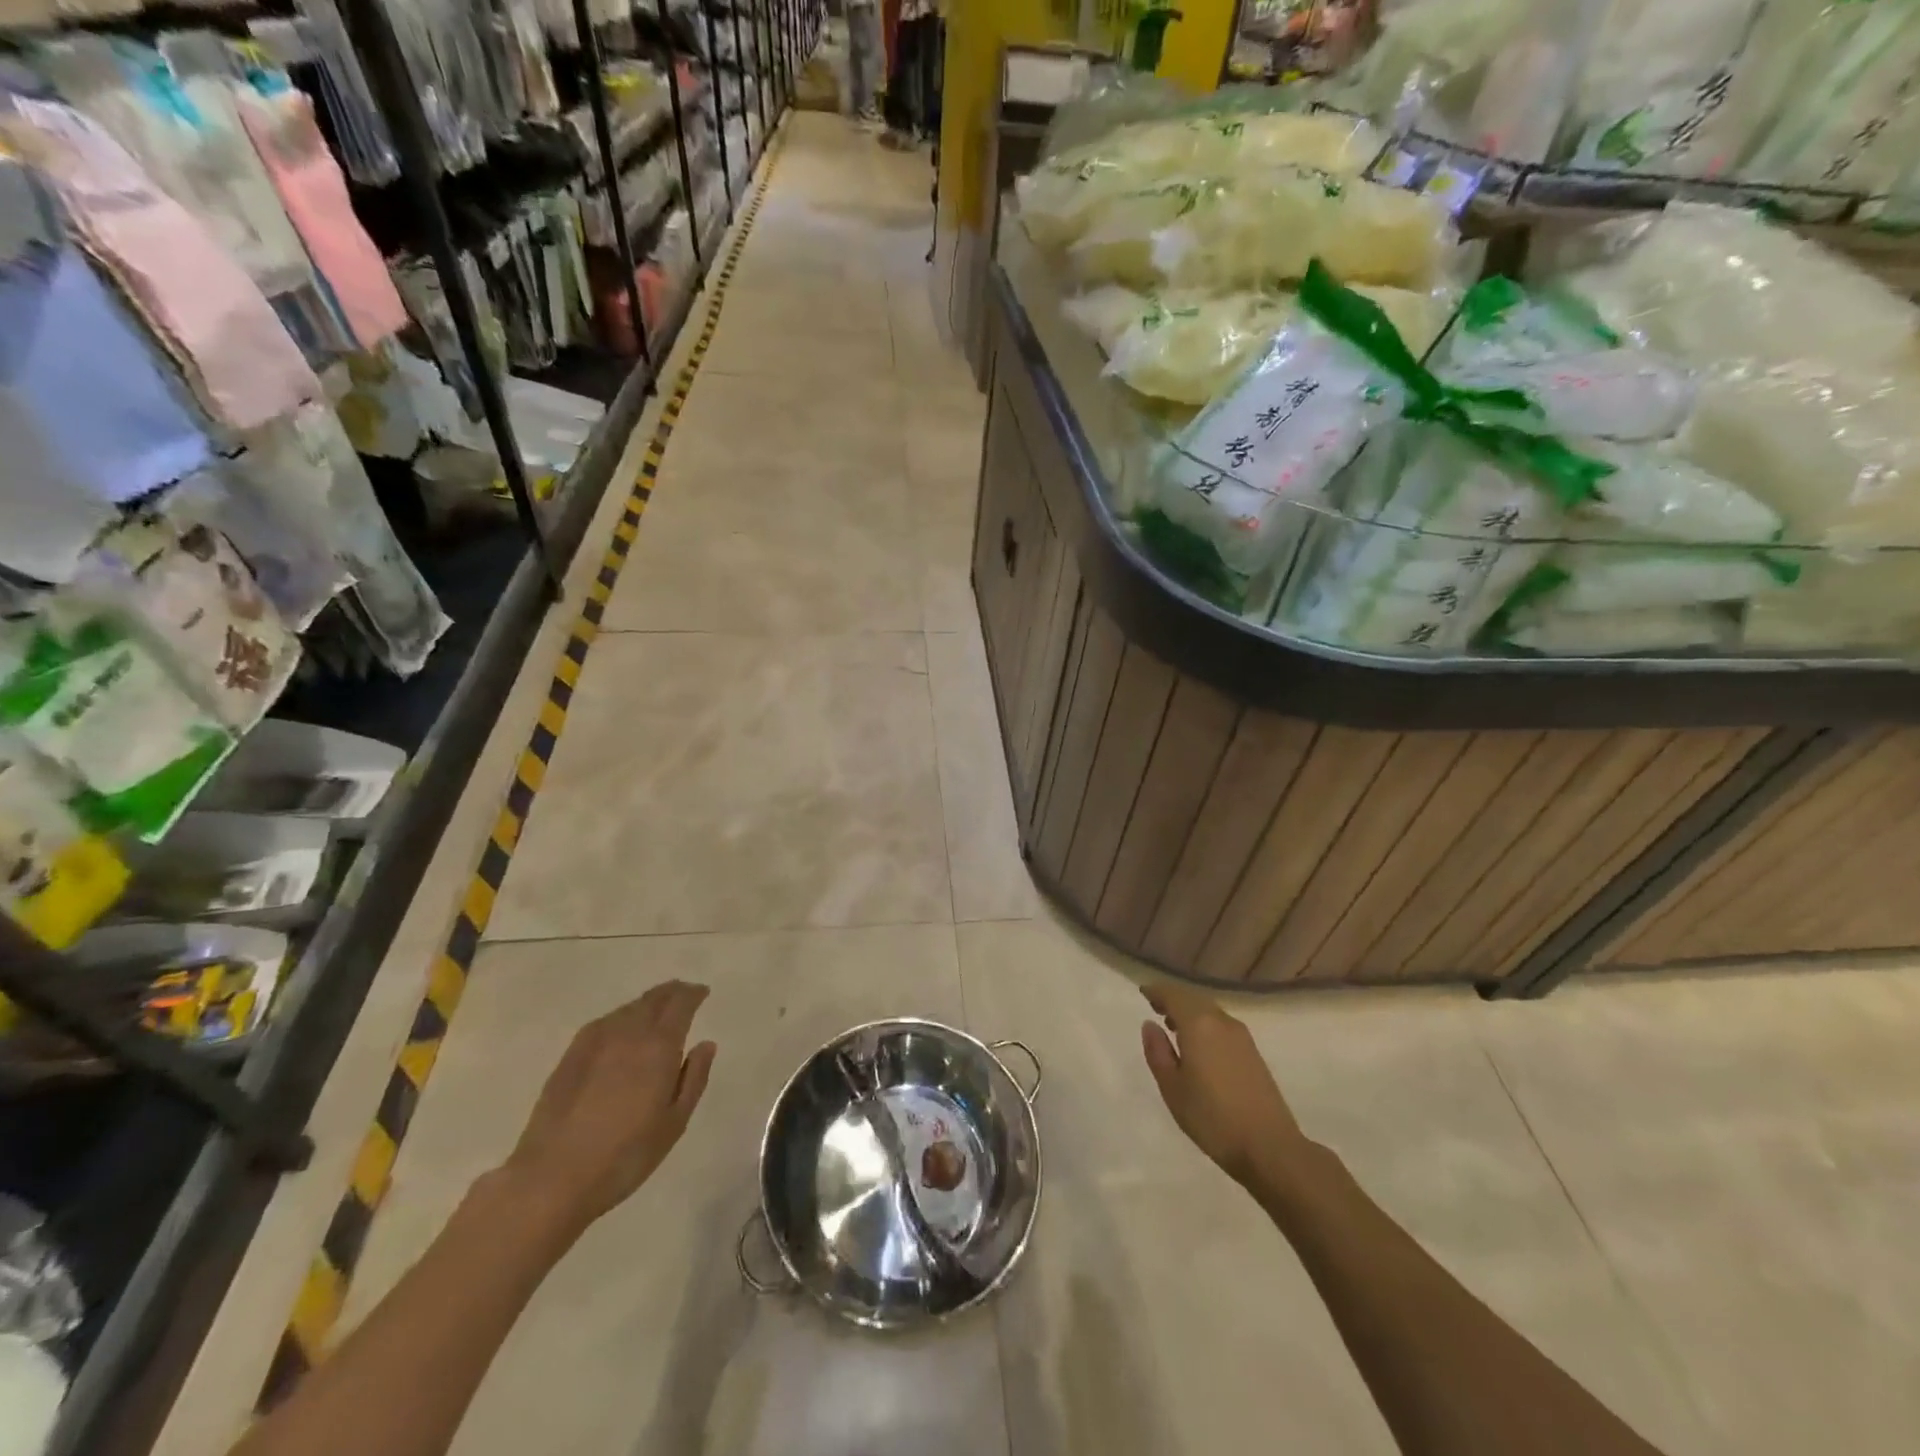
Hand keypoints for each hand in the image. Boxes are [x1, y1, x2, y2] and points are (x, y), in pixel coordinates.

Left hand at [501, 981, 716, 1232]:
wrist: (552, 1178)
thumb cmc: (624, 1156)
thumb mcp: (674, 1123)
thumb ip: (694, 1078)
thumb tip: (705, 1044)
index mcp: (659, 1046)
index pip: (680, 1004)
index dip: (693, 994)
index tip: (702, 992)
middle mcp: (629, 1033)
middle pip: (653, 998)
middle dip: (672, 991)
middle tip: (684, 994)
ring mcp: (595, 1042)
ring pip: (628, 1008)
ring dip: (647, 1003)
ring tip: (656, 1011)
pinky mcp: (570, 1056)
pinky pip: (604, 1022)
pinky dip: (621, 1017)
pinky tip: (621, 1030)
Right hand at [1140, 981, 1305, 1185]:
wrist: (1270, 1147)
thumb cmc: (1212, 1118)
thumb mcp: (1172, 1088)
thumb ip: (1158, 1052)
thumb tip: (1150, 1025)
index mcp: (1199, 1025)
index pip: (1174, 995)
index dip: (1157, 991)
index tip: (1143, 992)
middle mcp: (1221, 1022)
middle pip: (1194, 999)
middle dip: (1174, 999)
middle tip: (1155, 1007)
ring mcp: (1241, 1036)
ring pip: (1210, 1011)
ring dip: (1190, 1012)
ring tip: (1173, 1027)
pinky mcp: (1253, 1052)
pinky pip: (1221, 1025)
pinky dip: (1205, 1024)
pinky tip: (1199, 1045)